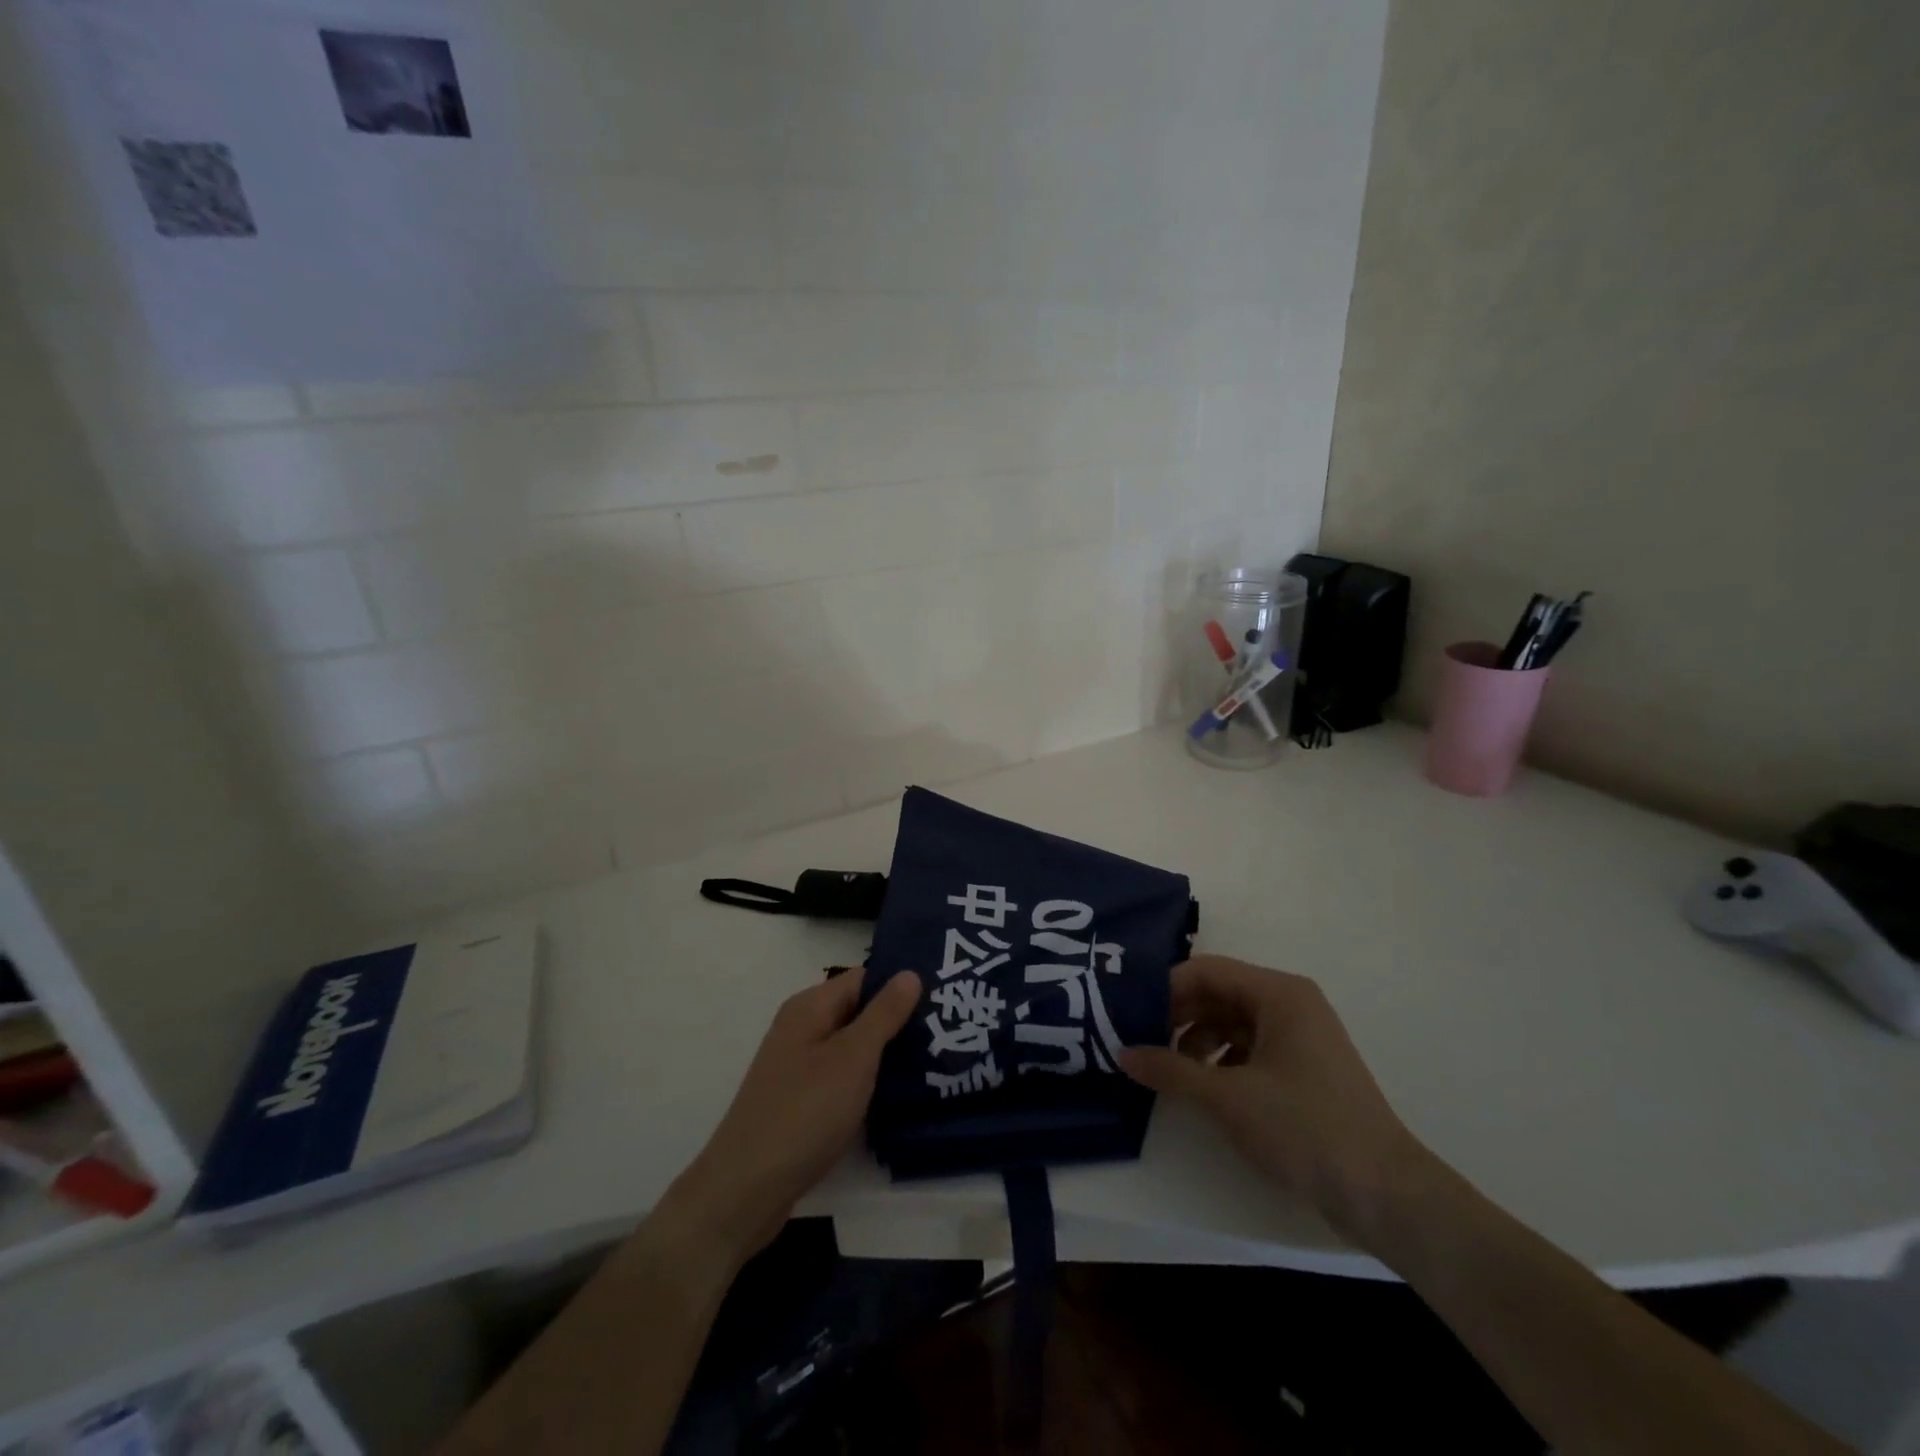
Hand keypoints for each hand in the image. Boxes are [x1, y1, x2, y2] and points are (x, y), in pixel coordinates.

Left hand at [662, 970, 920, 1264]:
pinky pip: (842, 1079)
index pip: (864, 979)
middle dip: (899, 1021)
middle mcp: (802, 1029)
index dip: (901, 984)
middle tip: (948, 1031)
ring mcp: (798, 1067)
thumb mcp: (853, 1058)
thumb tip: (909, 972)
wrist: (745, 1190)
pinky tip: (900, 1097)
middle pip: (858, 1012)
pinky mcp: (801, 1102)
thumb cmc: (804, 1112)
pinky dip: (868, 1083)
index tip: (945, 996)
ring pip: (852, 1048)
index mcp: (810, 1007)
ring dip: (887, 1055)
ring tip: (937, 1061)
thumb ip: (883, 1014)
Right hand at [1119, 955, 1430, 1247]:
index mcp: (1278, 993)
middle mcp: (1290, 1003)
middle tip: (1139, 1040)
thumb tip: (1123, 1053)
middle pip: (1218, 994)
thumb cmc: (1304, 1128)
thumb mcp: (1227, 1097)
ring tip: (1168, 1070)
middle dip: (1177, 1015)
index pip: (1206, 970)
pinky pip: (1250, 1048)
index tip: (1130, 1014)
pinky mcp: (1303, 1068)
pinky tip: (1202, 1087)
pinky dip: (1221, 1060)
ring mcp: (1300, 1036)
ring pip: (1232, 1022)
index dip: (1165, 988)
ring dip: (1196, 1040)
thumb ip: (1170, 1070)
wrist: (1385, 1194)